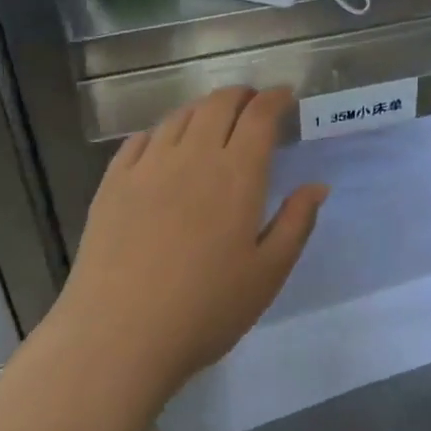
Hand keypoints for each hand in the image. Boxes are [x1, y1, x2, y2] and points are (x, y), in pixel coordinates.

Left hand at [49, 87, 328, 413]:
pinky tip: (163, 145)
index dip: (275, 98)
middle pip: (218, 104)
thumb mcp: (267, 274)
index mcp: (236, 174)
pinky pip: (140, 139)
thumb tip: (317, 186)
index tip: (285, 96)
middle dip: (240, 95)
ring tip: (212, 120)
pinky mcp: (113, 181)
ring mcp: (148, 165)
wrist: (118, 335)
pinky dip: (161, 131)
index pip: (260, 116)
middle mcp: (193, 155)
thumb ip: (296, 223)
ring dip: (202, 109)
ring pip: (179, 117)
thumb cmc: (205, 310)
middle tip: (252, 103)